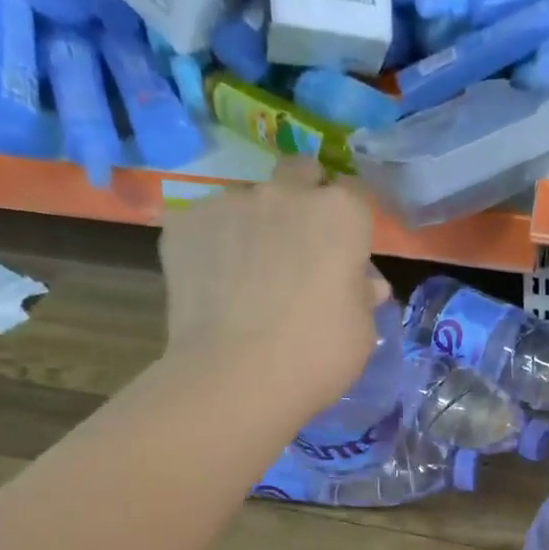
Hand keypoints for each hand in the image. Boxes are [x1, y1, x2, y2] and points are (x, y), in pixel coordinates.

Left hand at [157, 159, 386, 402]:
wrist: (237, 377)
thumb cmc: (317, 355)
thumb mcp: (361, 331)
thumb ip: (361, 294)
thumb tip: (363, 283)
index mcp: (340, 214)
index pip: (353, 194)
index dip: (349, 222)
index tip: (345, 250)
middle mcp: (286, 194)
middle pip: (299, 173)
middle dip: (304, 195)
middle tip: (299, 244)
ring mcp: (230, 202)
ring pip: (249, 199)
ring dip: (255, 224)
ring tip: (247, 273)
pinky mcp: (184, 222)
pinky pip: (206, 224)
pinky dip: (214, 245)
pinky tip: (214, 284)